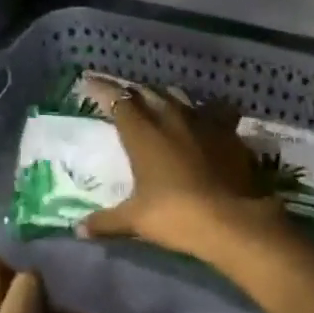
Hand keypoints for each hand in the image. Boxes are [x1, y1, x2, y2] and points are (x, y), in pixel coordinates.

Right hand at [78, 88, 282, 261]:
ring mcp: (202, 121)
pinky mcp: (228, 131)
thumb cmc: (177, 215)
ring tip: (156, 102)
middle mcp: (170, 116)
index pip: (117, 100)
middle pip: (147, 92)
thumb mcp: (136, 220)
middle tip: (121, 96)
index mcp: (143, 132)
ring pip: (178, 96)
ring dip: (163, 97)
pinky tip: (200, 120)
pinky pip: (210, 111)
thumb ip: (106, 221)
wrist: (233, 220)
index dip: (101, 89)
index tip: (88, 83)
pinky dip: (199, 112)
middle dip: (131, 92)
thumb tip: (79, 229)